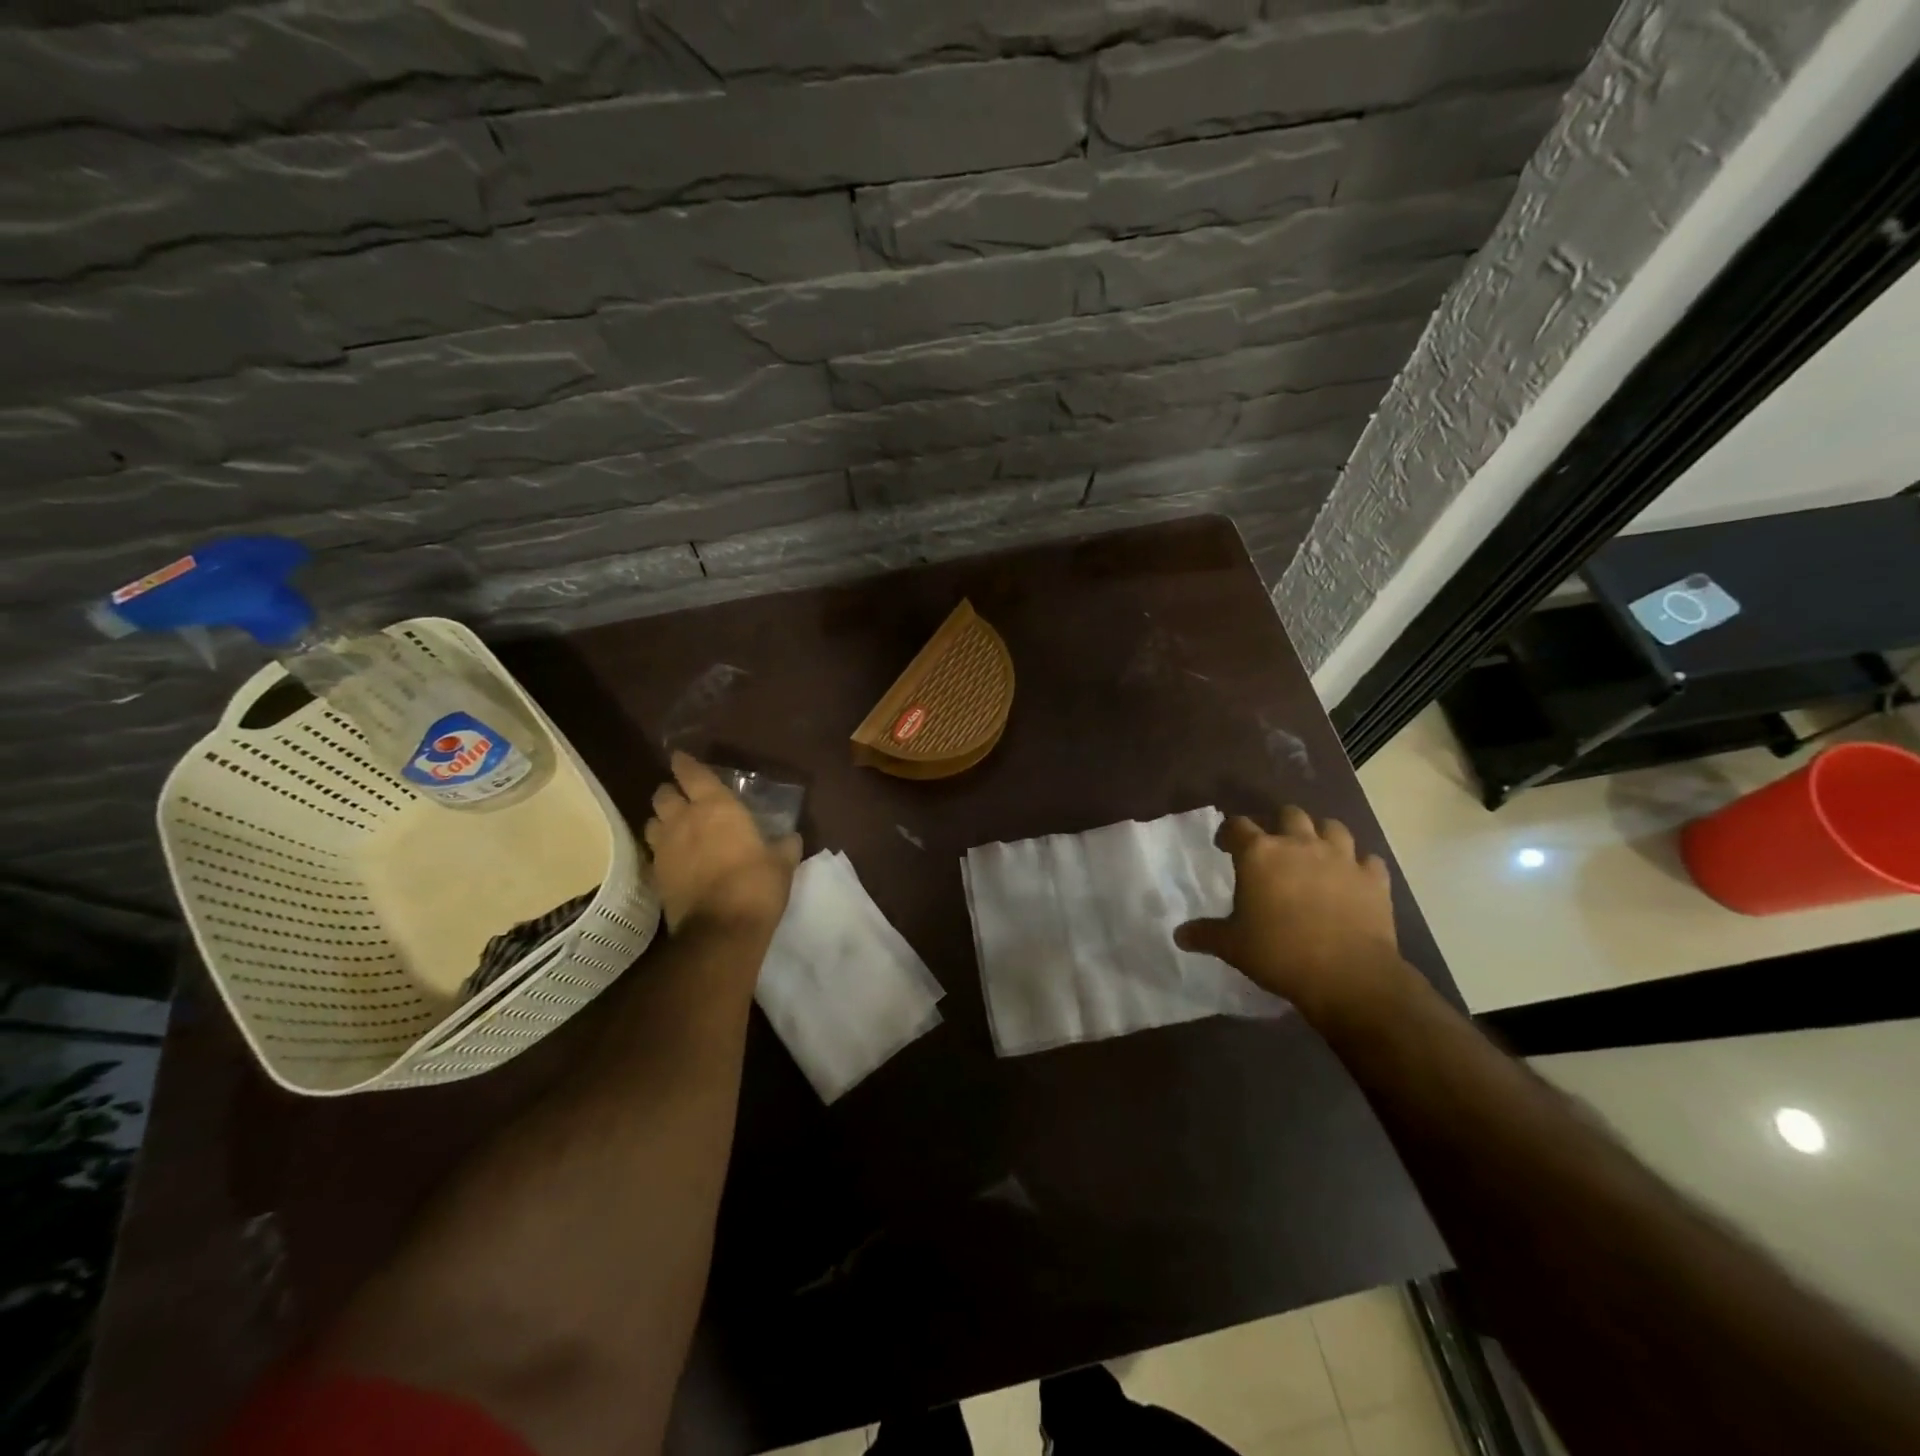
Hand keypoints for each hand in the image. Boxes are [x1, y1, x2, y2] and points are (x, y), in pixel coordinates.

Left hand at [643, 752, 800, 935]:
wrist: (721, 930)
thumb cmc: (756, 885)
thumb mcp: (781, 863)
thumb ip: (784, 845)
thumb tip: (791, 838)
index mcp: (717, 807)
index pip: (693, 774)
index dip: (685, 764)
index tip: (681, 758)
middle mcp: (684, 820)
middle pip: (663, 795)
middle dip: (671, 792)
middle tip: (683, 797)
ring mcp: (665, 848)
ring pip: (651, 822)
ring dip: (661, 820)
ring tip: (674, 827)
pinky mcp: (656, 875)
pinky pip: (653, 852)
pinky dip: (661, 850)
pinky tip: (673, 858)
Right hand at [1175, 807, 1408, 1019]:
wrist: (1348, 976)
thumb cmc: (1279, 954)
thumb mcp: (1232, 946)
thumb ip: (1205, 934)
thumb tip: (1179, 935)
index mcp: (1260, 854)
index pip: (1237, 825)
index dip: (1228, 833)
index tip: (1224, 846)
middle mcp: (1300, 844)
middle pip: (1288, 814)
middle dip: (1278, 823)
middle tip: (1271, 846)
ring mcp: (1342, 858)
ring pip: (1332, 826)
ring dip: (1320, 834)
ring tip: (1314, 851)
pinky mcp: (1373, 878)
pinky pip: (1367, 860)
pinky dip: (1358, 864)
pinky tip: (1352, 878)